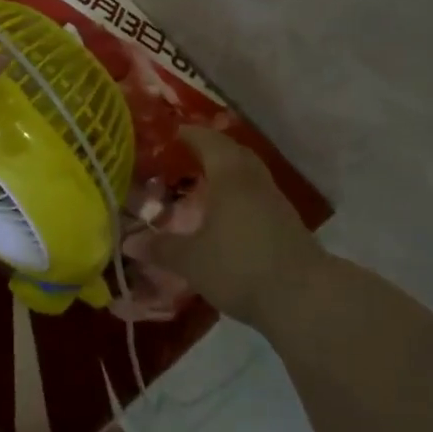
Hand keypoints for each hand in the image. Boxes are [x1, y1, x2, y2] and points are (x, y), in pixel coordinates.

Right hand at [122, 127, 329, 326]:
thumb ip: (161, 248)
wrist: (303, 297)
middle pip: (233, 152)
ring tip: (202, 183)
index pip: (208, 141)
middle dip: (210, 149)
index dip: (189, 134)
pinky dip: (238, 194)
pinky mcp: (287, 224)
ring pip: (248, 174)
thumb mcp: (191, 260)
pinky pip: (257, 195)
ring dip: (226, 172)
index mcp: (230, 176)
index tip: (171, 133)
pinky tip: (225, 214)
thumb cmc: (240, 266)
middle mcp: (254, 181)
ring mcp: (275, 202)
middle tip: (185, 155)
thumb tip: (129, 241)